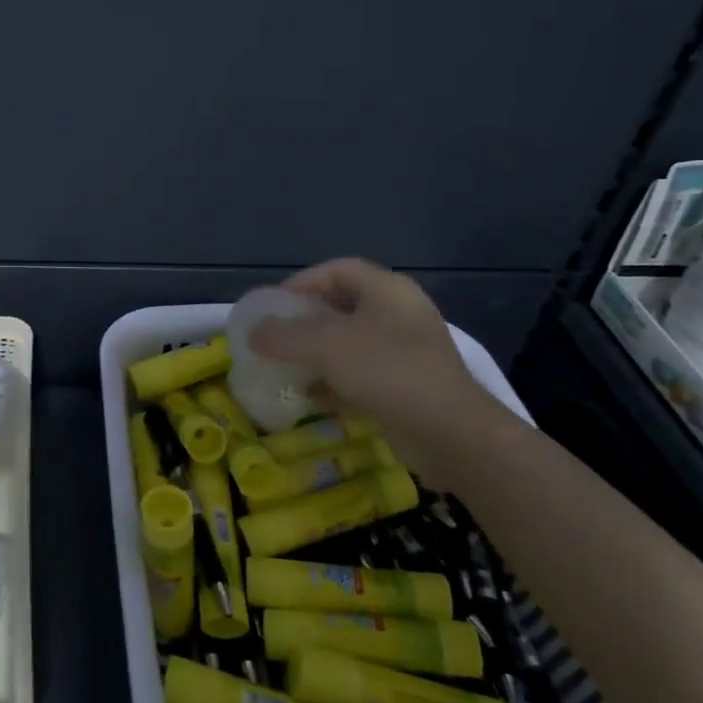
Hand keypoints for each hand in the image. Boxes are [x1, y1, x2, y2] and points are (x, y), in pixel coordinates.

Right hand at [250, 258, 514, 485]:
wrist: (450, 432)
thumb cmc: (386, 371)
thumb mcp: (324, 345)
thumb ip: (282, 335)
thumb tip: (253, 334)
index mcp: (387, 289)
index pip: (336, 270)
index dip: (301, 283)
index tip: (273, 307)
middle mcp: (400, 313)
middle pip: (342, 306)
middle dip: (305, 322)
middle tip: (276, 338)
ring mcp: (407, 350)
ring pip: (351, 343)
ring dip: (318, 354)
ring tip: (287, 368)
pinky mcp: (408, 385)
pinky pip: (363, 373)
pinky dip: (335, 381)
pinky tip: (313, 398)